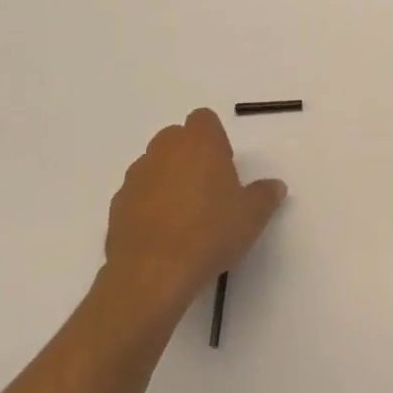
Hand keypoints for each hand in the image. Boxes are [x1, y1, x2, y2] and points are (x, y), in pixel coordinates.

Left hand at [103, 109, 285, 316]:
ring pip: (154, 166)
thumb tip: (275, 186)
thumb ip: (265, 195)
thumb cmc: (210, 233)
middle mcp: (164, 150)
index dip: (215, 139)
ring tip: (184, 217)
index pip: (204, 119)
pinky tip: (163, 235)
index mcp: (199, 142)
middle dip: (190, 157)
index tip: (224, 167)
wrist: (152, 273)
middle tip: (208, 191)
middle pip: (176, 139)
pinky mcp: (117, 205)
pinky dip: (148, 206)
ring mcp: (136, 176)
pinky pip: (138, 194)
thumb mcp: (252, 216)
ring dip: (167, 180)